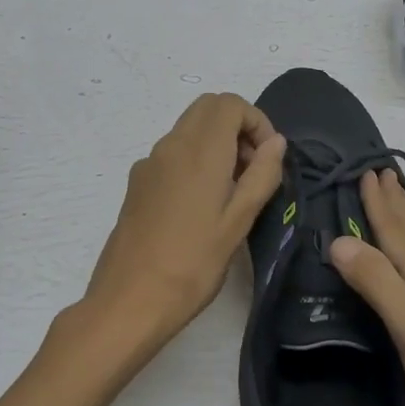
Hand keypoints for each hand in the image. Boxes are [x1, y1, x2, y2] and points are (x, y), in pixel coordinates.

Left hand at [71, 93, 285, 374]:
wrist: (129, 301)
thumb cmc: (193, 263)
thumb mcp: (239, 221)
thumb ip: (262, 174)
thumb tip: (276, 142)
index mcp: (199, 150)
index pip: (229, 104)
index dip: (256, 121)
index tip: (267, 159)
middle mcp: (170, 146)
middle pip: (207, 109)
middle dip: (237, 128)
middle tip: (252, 170)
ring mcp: (149, 164)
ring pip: (189, 130)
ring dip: (216, 144)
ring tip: (231, 193)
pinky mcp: (137, 184)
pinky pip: (172, 154)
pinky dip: (195, 160)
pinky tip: (201, 207)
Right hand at [330, 170, 404, 405]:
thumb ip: (379, 284)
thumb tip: (338, 239)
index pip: (400, 234)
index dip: (382, 204)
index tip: (369, 169)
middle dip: (396, 207)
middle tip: (383, 174)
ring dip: (400, 231)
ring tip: (390, 210)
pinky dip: (399, 267)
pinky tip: (399, 279)